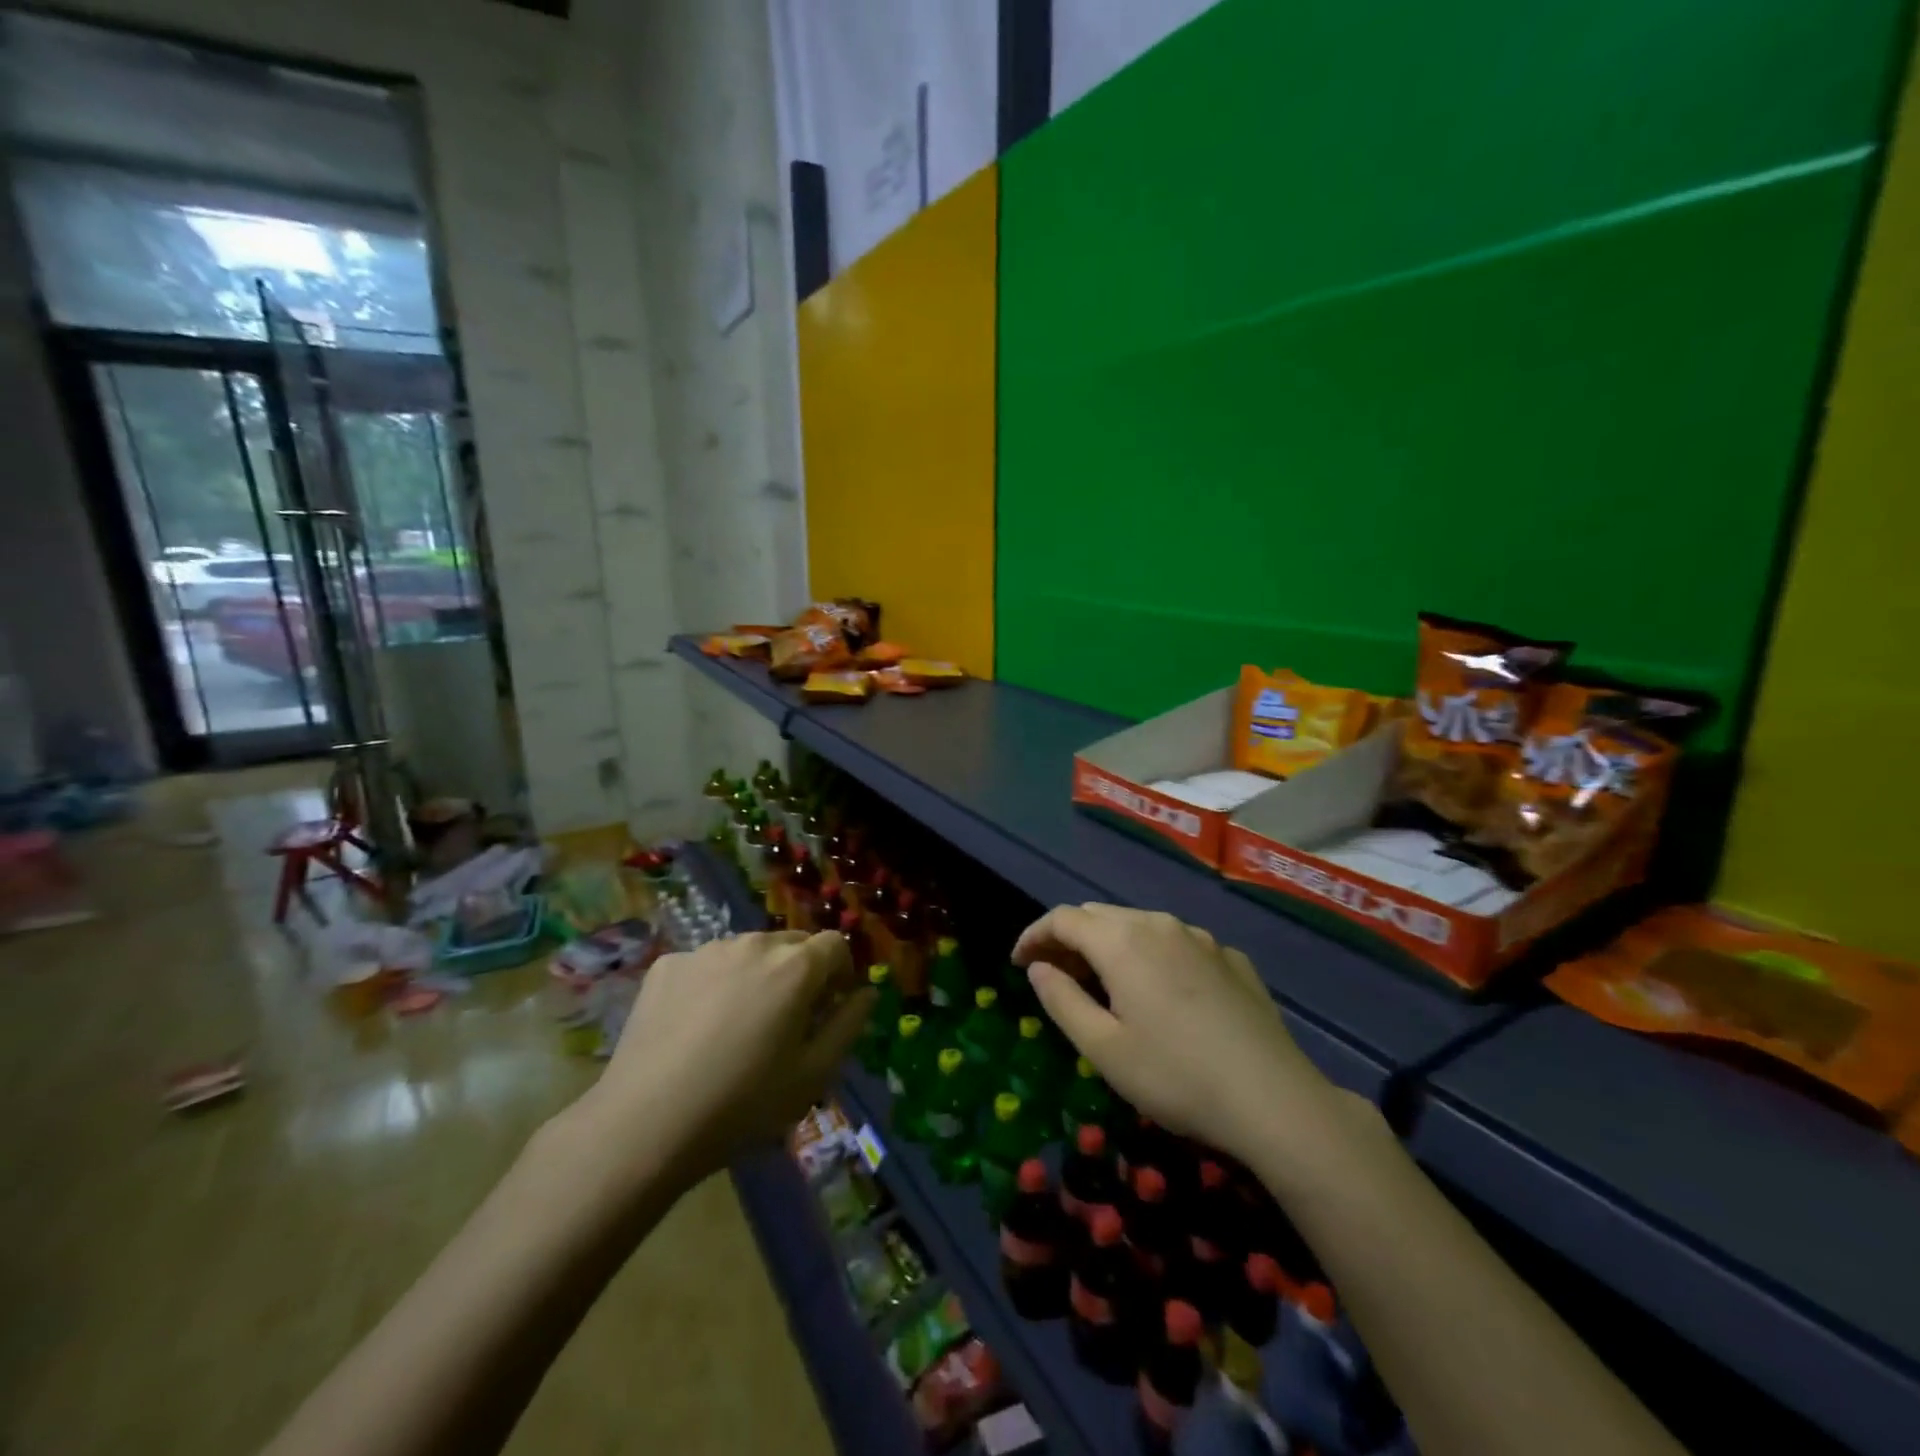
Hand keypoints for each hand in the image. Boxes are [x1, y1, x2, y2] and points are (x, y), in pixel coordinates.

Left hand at [579, 931, 873, 1181]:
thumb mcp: (814, 1075)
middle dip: (800, 972)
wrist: (646, 1124)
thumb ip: (849, 1025)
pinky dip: (713, 984)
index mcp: (795, 966)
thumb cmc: (743, 1104)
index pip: (834, 945)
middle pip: (791, 943)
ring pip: (747, 952)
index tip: (829, 1008)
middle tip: (785, 1021)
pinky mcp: (667, 964)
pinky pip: (706, 964)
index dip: (840, 973)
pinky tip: (696, 1027)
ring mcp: (706, 950)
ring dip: (756, 975)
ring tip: (737, 1025)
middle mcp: (753, 943)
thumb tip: (865, 993)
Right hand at [1013, 904, 1331, 1164]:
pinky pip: (1177, 944)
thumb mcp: (1104, 1049)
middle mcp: (1160, 924)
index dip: (1034, 935)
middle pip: (1100, 916)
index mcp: (1123, 940)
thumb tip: (1039, 968)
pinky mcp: (1231, 958)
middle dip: (1069, 939)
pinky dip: (1152, 956)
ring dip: (1110, 946)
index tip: (1018, 963)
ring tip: (1102, 983)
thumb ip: (1062, 1000)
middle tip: (1053, 975)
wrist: (1275, 1100)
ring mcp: (1201, 938)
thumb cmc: (1176, 1076)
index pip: (1063, 919)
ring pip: (1140, 926)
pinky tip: (1160, 993)